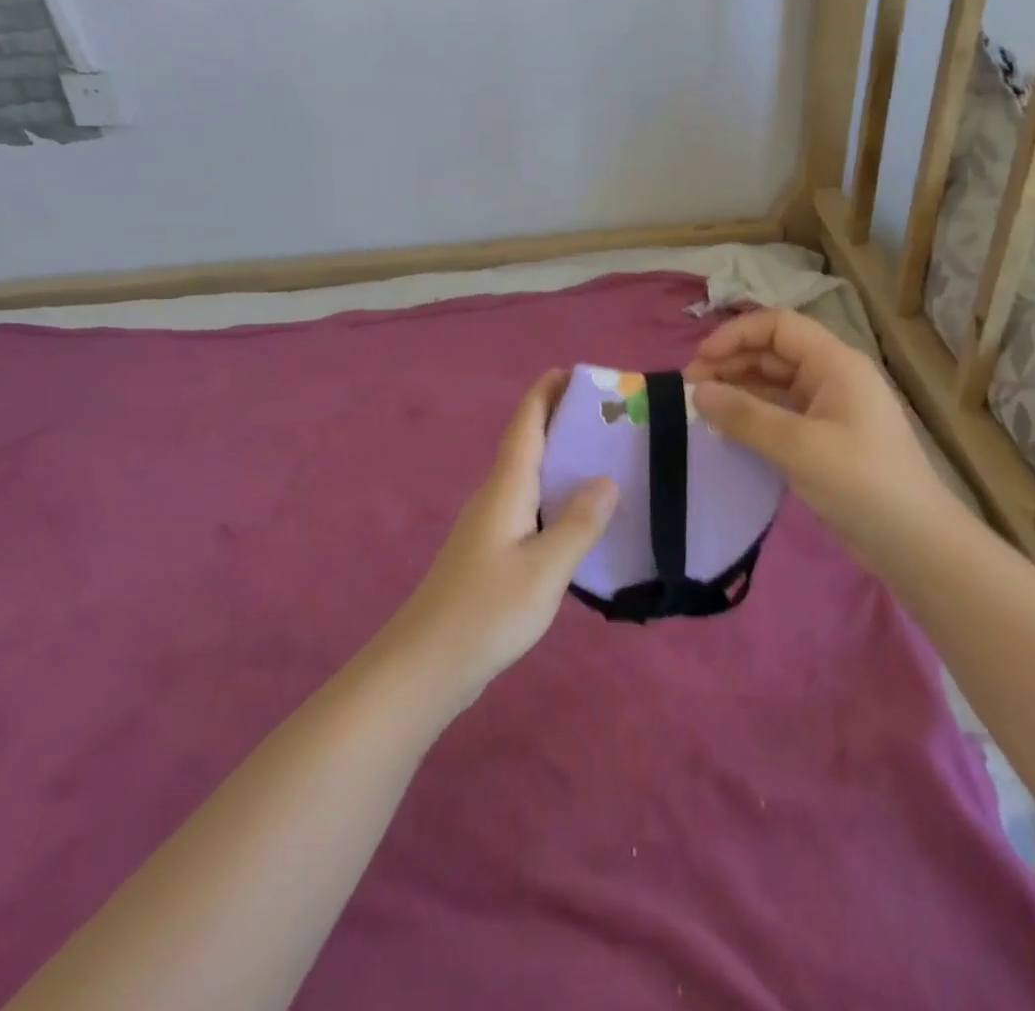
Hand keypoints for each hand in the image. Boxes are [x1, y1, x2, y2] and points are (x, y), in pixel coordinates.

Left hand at [387, 370, 617, 710]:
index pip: (525, 424)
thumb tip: (607, 478)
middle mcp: (495, 495)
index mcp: (505, 487)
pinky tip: (576, 512)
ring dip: (558, 456)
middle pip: (526, 442)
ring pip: (527, 474)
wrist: (427, 664)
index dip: (545, 393)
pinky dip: (554, 491)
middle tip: (605, 414)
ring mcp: (490, 524)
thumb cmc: (486, 611)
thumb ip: (578, 524)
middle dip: (559, 419)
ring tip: (601, 454)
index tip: (573, 371)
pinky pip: (528, 503)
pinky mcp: (491, 550)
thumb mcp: (544, 570)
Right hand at [684, 310, 956, 552]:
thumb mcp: (798, 447)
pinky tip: (727, 432)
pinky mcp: (824, 439)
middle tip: (691, 391)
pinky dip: (752, 417)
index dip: (736, 335)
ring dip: (738, 390)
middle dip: (730, 364)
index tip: (699, 361)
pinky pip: (780, 414)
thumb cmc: (862, 483)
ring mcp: (829, 409)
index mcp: (835, 364)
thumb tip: (698, 392)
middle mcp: (832, 378)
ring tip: (701, 410)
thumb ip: (745, 416)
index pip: (778, 326)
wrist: (915, 544)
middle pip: (773, 353)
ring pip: (774, 384)